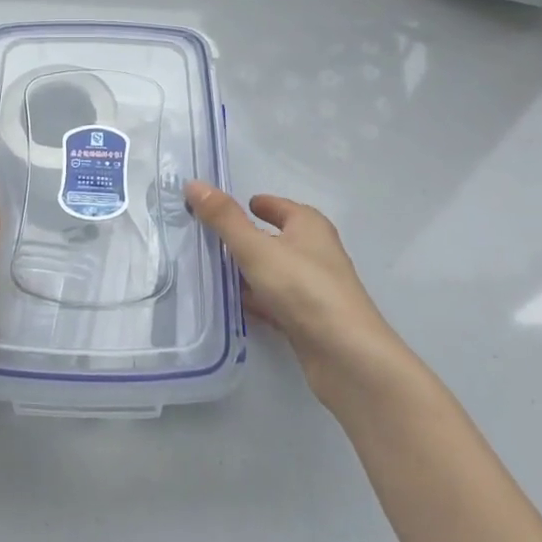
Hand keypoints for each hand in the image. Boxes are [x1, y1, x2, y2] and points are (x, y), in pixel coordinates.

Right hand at [185, 181, 412, 410]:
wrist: (347, 357)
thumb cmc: (303, 289)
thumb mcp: (256, 249)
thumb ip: (224, 219)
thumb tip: (194, 184)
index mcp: (309, 226)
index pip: (279, 206)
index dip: (257, 204)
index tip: (227, 208)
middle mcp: (316, 252)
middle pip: (276, 238)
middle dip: (247, 238)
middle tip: (210, 238)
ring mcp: (315, 288)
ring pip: (275, 271)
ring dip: (250, 271)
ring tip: (214, 270)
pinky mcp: (310, 320)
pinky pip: (277, 301)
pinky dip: (258, 299)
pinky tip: (236, 304)